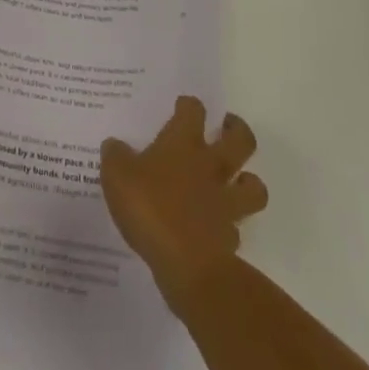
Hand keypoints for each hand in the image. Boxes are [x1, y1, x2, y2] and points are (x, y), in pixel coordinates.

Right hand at [100, 96, 268, 312]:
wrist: (186, 264)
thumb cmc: (150, 208)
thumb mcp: (117, 176)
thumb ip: (115, 156)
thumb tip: (114, 144)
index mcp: (183, 144)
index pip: (193, 110)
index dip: (189, 105)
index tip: (182, 106)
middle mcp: (211, 166)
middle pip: (241, 139)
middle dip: (237, 130)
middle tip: (226, 128)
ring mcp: (225, 202)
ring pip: (254, 185)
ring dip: (249, 181)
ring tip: (237, 180)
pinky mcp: (230, 237)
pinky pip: (237, 227)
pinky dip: (231, 225)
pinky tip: (217, 228)